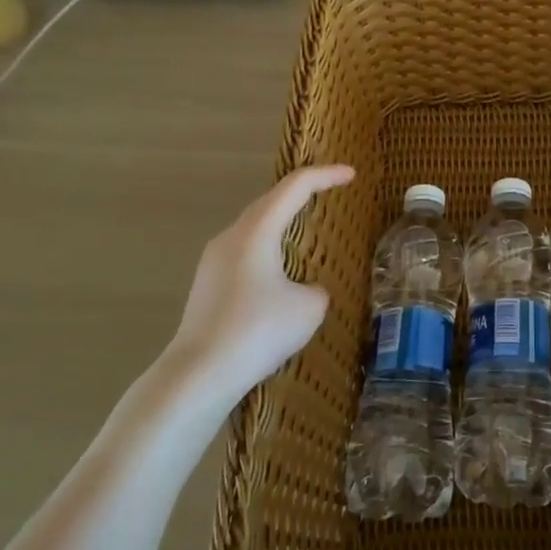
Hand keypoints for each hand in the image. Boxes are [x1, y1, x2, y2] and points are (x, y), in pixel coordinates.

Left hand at [163, 164, 354, 401]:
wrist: (199, 374)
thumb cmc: (258, 331)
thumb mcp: (309, 308)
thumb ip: (316, 289)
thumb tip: (304, 292)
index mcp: (257, 231)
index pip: (295, 187)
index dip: (325, 176)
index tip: (351, 174)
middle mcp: (231, 237)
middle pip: (269, 201)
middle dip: (300, 192)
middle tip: (328, 189)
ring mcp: (213, 262)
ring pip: (253, 227)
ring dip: (280, 221)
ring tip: (304, 226)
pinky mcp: (207, 286)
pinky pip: (244, 253)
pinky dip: (267, 248)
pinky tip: (278, 271)